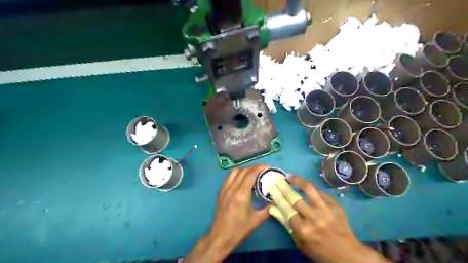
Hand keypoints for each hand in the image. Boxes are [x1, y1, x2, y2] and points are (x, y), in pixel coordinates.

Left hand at [183, 163, 270, 260]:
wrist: (220, 236)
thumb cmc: (239, 229)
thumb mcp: (256, 220)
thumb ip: (268, 209)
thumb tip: (276, 201)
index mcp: (241, 194)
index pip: (251, 174)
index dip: (260, 168)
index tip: (269, 167)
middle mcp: (232, 188)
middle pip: (243, 170)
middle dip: (255, 167)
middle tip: (264, 169)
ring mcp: (224, 189)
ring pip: (235, 171)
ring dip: (245, 169)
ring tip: (254, 173)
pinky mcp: (221, 191)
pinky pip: (229, 177)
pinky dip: (237, 174)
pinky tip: (243, 179)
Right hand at [267, 176, 391, 262]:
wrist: (347, 254)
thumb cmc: (318, 250)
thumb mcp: (299, 242)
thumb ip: (286, 223)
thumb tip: (273, 208)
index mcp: (303, 229)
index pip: (286, 208)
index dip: (277, 196)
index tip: (271, 187)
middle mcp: (313, 217)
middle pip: (294, 197)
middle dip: (283, 186)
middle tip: (277, 179)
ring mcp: (326, 209)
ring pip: (309, 189)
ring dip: (298, 180)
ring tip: (290, 176)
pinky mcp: (335, 205)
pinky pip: (320, 192)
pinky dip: (311, 188)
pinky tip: (305, 184)